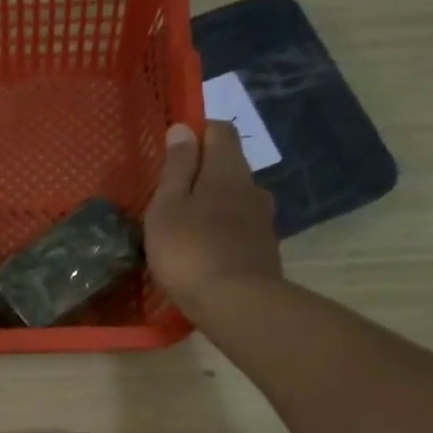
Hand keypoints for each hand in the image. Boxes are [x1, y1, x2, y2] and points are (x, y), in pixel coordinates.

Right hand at [144, 121, 281, 311]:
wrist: (236, 304)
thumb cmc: (190, 250)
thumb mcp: (168, 206)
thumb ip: (176, 167)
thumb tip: (183, 128)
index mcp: (228, 170)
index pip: (220, 131)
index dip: (197, 134)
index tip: (173, 152)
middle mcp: (253, 187)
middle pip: (229, 166)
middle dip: (203, 173)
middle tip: (172, 196)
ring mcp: (263, 220)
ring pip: (235, 199)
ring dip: (213, 205)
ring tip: (186, 228)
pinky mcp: (264, 250)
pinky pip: (240, 229)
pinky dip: (222, 232)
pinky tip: (204, 252)